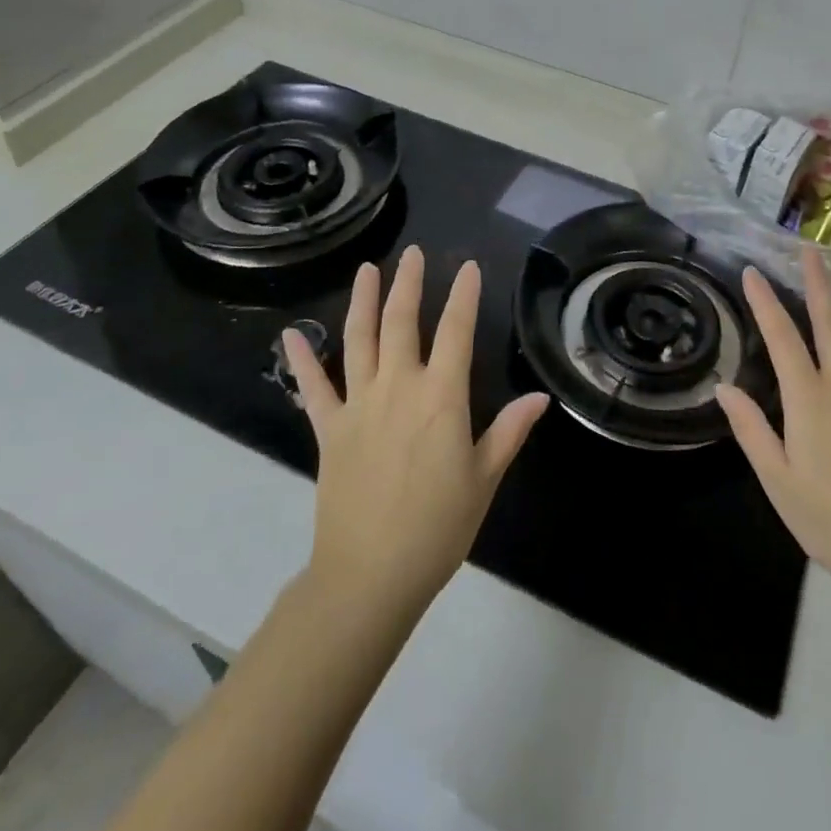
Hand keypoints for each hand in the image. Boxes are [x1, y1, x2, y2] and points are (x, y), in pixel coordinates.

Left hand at [283, 247, 549, 622]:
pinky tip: (290, 335)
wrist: (370, 575)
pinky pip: (312, 387)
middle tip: (413, 254)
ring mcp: (358, 404)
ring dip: (363, 301)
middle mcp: (398, 387)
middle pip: (403, 322)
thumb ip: (509, 432)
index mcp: (441, 398)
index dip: (464, 296)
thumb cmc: (437, 528)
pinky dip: (301, 360)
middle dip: (409, 284)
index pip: (457, 332)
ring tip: (367, 270)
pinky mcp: (328, 428)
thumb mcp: (484, 480)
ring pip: (360, 340)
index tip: (469, 267)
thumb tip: (540, 397)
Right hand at [716, 247, 830, 601]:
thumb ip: (751, 429)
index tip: (754, 271)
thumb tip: (725, 387)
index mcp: (808, 398)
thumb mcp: (777, 479)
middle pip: (830, 324)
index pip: (781, 337)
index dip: (765, 302)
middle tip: (812, 251)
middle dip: (819, 284)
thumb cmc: (829, 518)